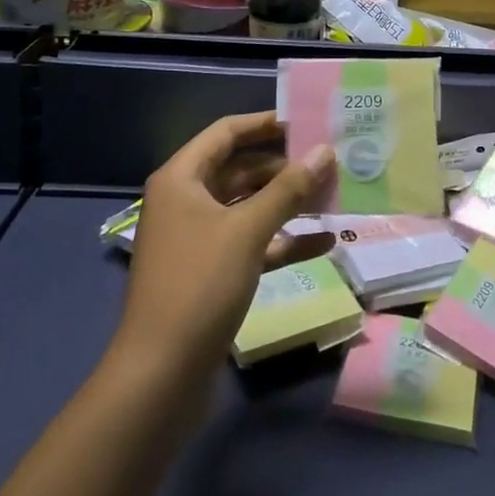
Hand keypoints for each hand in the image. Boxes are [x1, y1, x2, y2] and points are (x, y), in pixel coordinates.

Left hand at [115, 111, 335, 379]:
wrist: (161, 374)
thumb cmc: (199, 285)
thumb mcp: (248, 230)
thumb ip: (289, 189)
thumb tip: (325, 151)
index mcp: (182, 179)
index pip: (226, 133)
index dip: (265, 124)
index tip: (306, 122)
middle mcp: (187, 201)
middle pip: (240, 170)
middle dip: (284, 168)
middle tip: (329, 164)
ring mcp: (199, 239)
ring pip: (249, 208)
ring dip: (287, 204)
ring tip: (333, 198)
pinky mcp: (212, 272)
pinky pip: (252, 243)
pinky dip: (283, 241)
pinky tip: (324, 243)